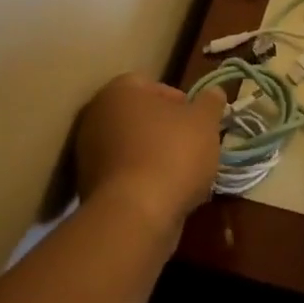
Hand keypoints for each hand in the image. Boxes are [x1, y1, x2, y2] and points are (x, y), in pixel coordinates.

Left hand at [74, 74, 224, 236]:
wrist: (135, 217)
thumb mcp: (204, 121)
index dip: (180, 100)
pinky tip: (167, 196)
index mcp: (119, 91)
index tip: (197, 120)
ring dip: (157, 158)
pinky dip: (144, 183)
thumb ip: (211, 102)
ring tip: (185, 175)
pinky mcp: (89, 191)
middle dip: (167, 131)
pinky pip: (125, 177)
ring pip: (133, 149)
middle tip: (193, 145)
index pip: (152, 85)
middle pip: (141, 117)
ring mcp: (88, 156)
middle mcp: (96, 118)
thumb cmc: (172, 154)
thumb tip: (215, 92)